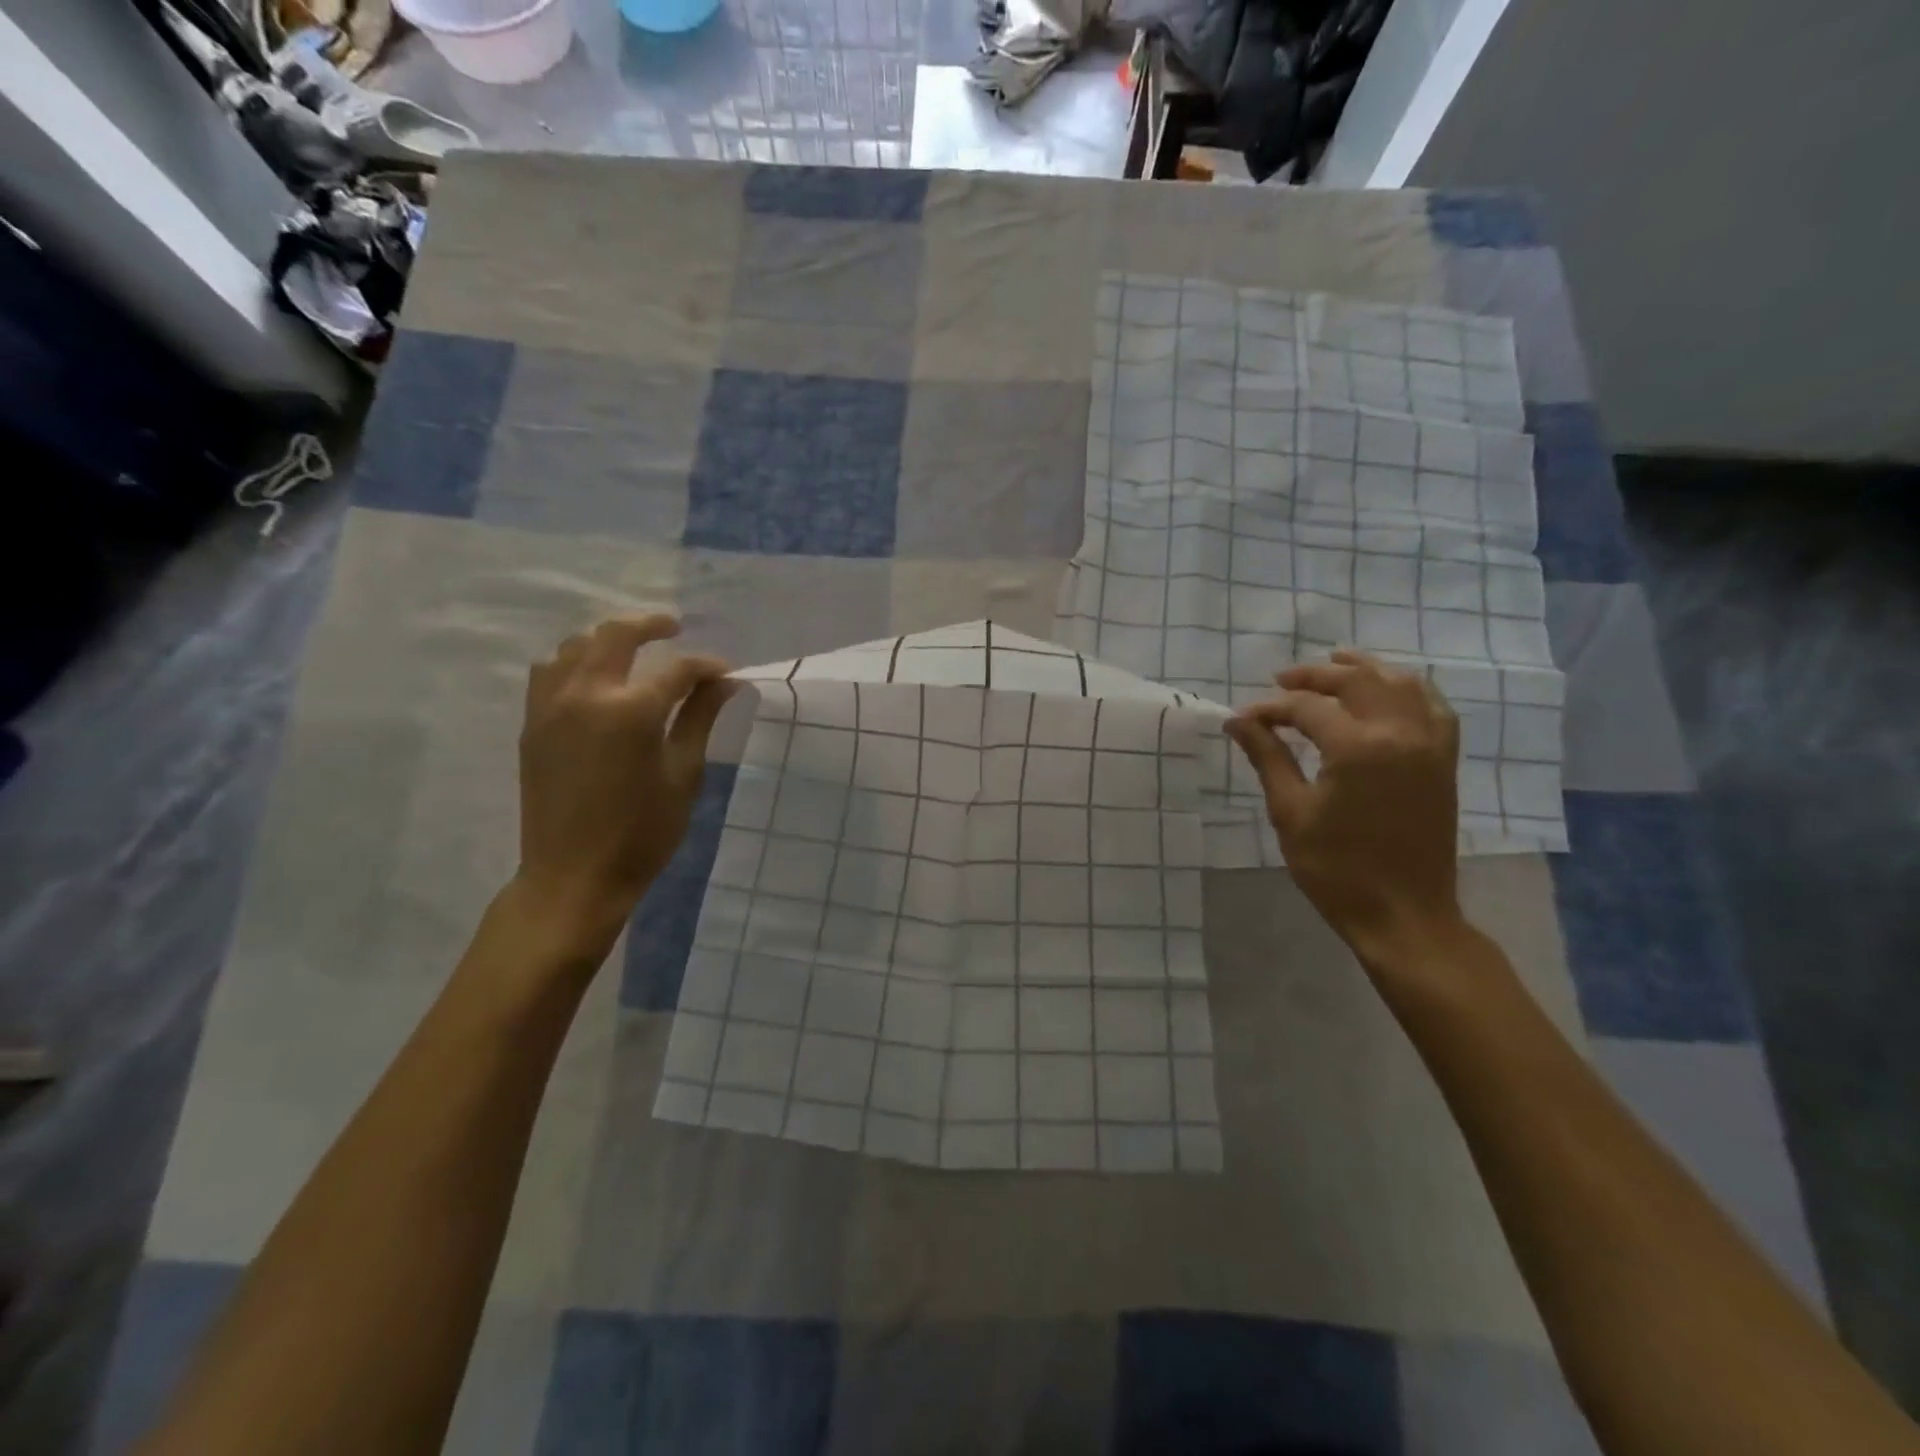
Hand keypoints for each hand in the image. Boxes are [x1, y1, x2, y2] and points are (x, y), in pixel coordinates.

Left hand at [513, 614, 732, 957]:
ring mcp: (550, 705)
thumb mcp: (683, 775)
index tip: (727, 674)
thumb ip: (700, 718)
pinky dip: (575, 660)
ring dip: (608, 638)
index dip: (707, 667)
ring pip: (576, 646)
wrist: (573, 876)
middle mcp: (585, 694)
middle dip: (651, 624)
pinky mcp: (532, 723)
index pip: (677, 669)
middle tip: (676, 627)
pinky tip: (594, 677)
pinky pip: (549, 671)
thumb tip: (725, 682)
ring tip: (634, 650)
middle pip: (616, 635)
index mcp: (630, 710)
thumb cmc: (641, 832)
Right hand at [1224, 649, 1464, 964]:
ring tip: (1335, 662)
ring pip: (1400, 683)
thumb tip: (1238, 721)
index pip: (1306, 708)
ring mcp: (1430, 745)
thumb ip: (1268, 758)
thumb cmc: (1336, 869)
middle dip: (1314, 676)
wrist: (1403, 913)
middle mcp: (1400, 733)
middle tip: (1280, 680)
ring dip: (1365, 669)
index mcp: (1358, 748)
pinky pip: (1434, 707)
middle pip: (1356, 681)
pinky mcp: (1444, 761)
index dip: (1270, 709)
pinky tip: (1390, 688)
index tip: (1244, 718)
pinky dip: (1410, 688)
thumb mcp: (1291, 812)